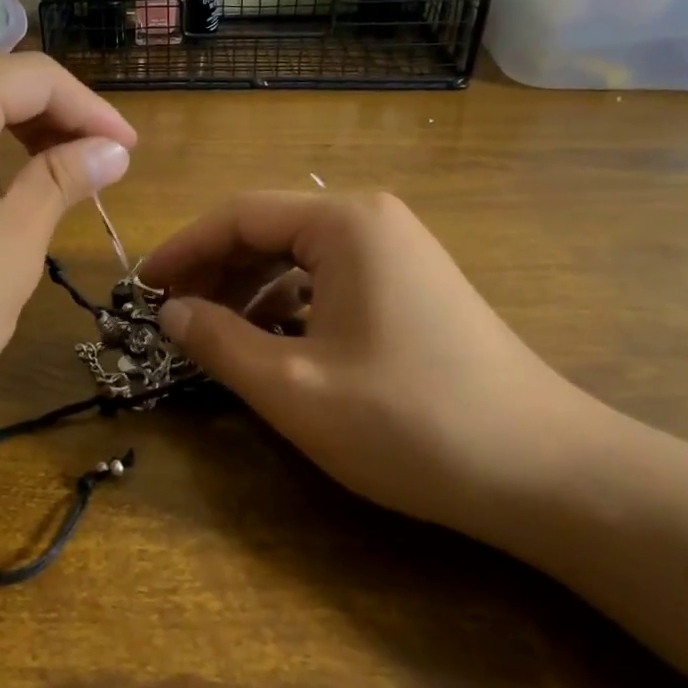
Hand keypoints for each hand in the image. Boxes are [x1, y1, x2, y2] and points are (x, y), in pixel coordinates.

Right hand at [141, 191, 620, 540]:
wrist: (546, 472)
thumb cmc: (409, 421)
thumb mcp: (292, 386)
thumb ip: (218, 342)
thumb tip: (169, 313)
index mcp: (344, 223)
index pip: (238, 215)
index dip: (182, 250)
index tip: (141, 288)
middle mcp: (371, 221)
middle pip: (268, 229)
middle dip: (215, 271)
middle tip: (172, 316)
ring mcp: (398, 252)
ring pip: (298, 256)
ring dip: (249, 290)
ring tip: (214, 334)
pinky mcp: (412, 286)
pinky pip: (330, 279)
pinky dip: (289, 305)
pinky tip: (273, 343)